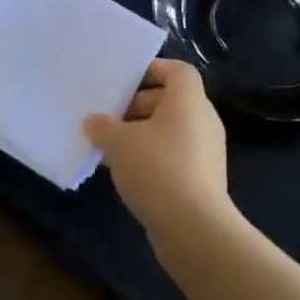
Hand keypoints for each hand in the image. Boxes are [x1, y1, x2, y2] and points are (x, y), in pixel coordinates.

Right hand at [84, 60, 231, 240]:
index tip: (124, 82)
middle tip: (109, 118)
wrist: (194, 228)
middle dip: (138, 106)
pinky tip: (126, 173)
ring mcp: (206, 152)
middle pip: (170, 100)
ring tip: (110, 148)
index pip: (177, 71)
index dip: (152, 70)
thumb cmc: (157, 169)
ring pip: (170, 131)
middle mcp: (203, 121)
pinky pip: (174, 156)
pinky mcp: (203, 179)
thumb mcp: (118, 142)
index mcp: (189, 101)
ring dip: (141, 135)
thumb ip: (103, 126)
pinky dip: (152, 158)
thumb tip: (94, 122)